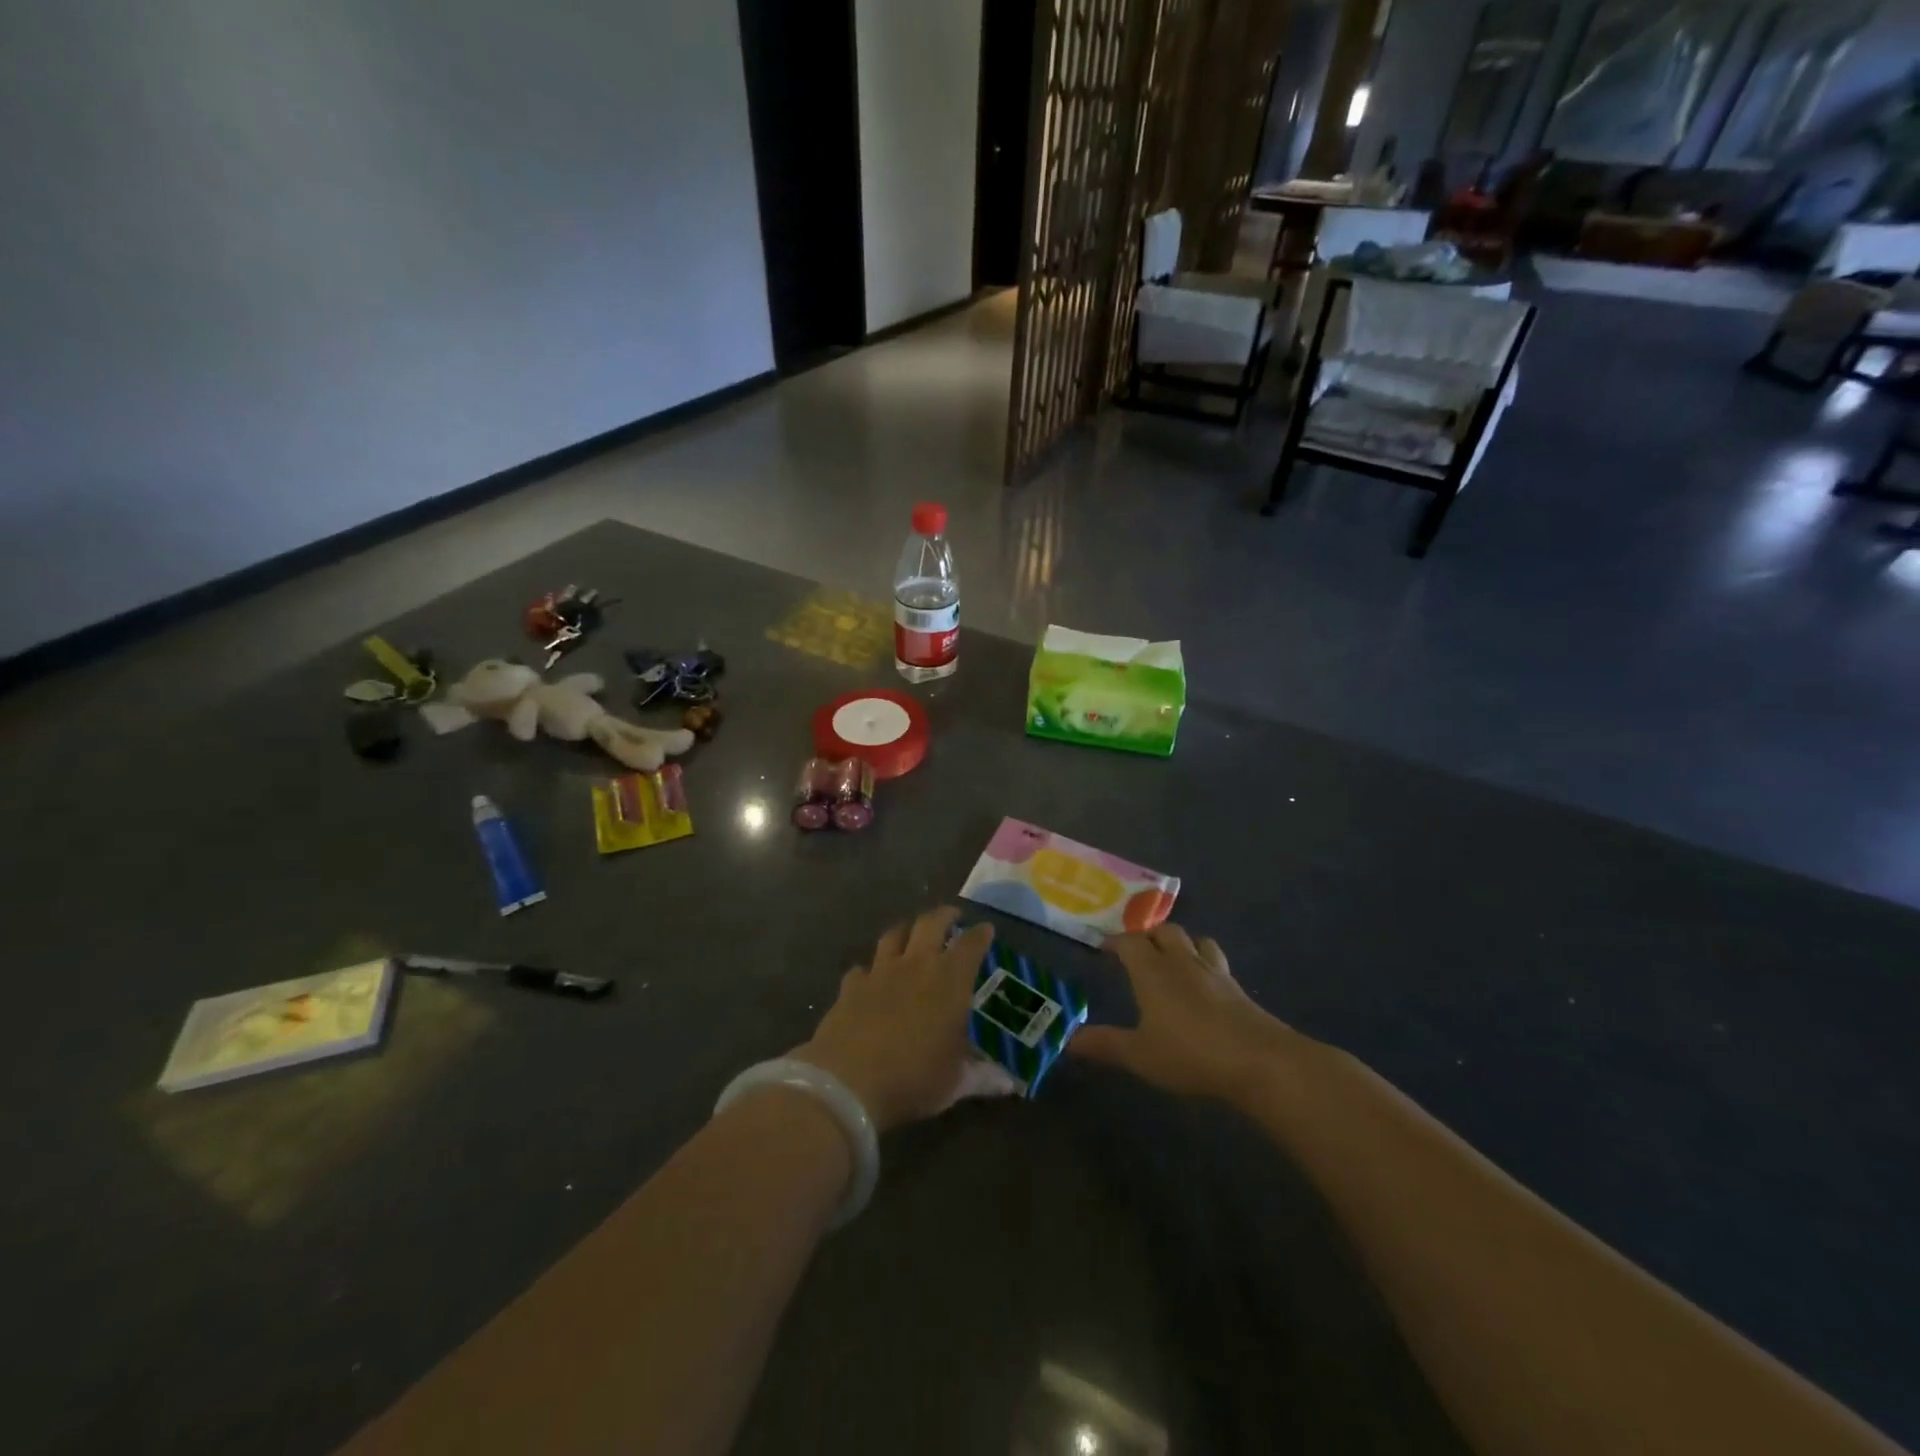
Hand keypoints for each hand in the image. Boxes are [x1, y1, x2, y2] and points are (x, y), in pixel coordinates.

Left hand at [795, 907, 1015, 1132]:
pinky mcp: (850, 986)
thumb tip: (1010, 1085)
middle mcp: (916, 965)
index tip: (986, 929)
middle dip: (943, 915)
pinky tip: (870, 979)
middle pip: (930, 923)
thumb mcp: (954, 1082)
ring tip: (911, 934)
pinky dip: (870, 970)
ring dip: (905, 931)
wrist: (848, 1082)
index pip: (970, 945)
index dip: (980, 935)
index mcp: (949, 981)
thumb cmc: (913, 1078)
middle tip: (951, 916)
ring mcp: (879, 972)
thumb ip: (982, 1077)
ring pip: (893, 936)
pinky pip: (862, 969)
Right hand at [1072, 923, 1302, 1103]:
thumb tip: (1068, 1040)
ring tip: (1173, 958)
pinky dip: (1205, 963)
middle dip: (1148, 936)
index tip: (1104, 947)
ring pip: (1195, 941)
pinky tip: (1204, 985)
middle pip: (1165, 932)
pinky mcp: (1238, 988)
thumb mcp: (1140, 1055)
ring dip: (1181, 943)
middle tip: (1137, 950)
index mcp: (1152, 971)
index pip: (1130, 942)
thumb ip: (1105, 1045)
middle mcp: (1182, 961)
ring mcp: (1214, 972)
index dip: (1115, 941)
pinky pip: (1217, 962)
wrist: (1258, 1060)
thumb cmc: (1190, 1053)